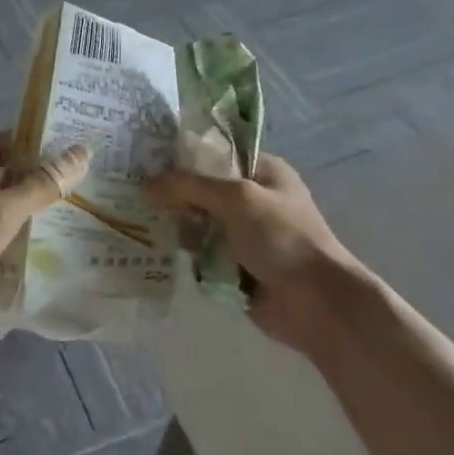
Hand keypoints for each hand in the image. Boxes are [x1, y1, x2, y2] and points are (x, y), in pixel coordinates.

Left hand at [0, 135, 89, 312]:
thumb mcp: (4, 211)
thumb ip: (42, 185)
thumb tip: (82, 152)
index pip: (14, 140)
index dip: (44, 149)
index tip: (74, 164)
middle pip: (3, 167)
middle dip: (34, 180)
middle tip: (71, 195)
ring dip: (16, 205)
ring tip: (52, 220)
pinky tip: (16, 241)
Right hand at [146, 153, 368, 351]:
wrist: (315, 301)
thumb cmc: (282, 238)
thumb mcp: (237, 199)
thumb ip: (191, 186)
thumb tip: (147, 184)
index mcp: (264, 172)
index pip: (217, 153)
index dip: (185, 156)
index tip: (148, 161)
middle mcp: (254, 199)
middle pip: (203, 190)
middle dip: (176, 195)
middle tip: (138, 196)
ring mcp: (245, 234)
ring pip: (199, 223)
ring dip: (180, 227)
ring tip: (144, 224)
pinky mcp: (236, 265)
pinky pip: (203, 253)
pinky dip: (188, 254)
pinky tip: (160, 250)